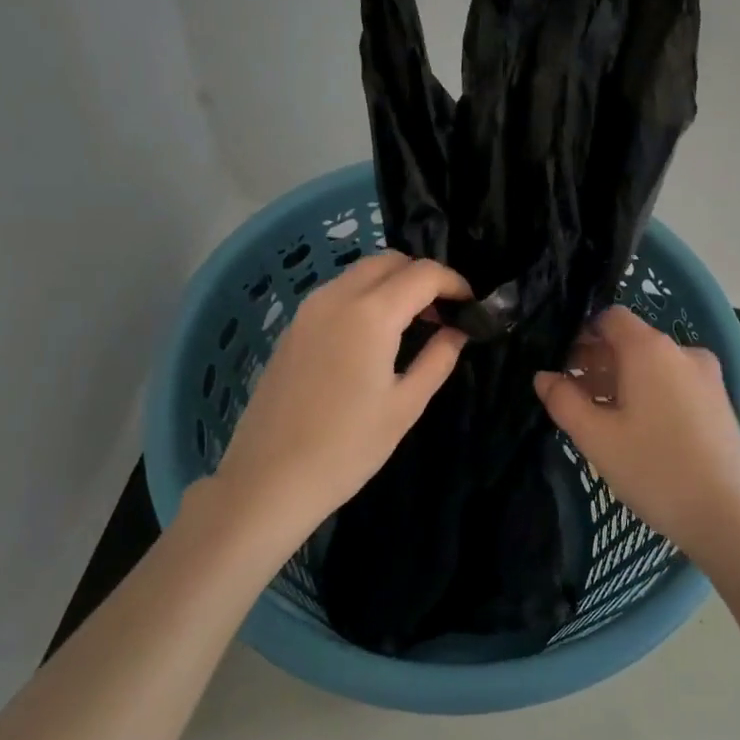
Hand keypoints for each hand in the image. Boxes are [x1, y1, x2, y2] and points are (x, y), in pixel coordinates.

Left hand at [202, 252, 470, 552]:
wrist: (269, 478)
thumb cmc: (347, 448)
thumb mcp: (405, 406)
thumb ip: (437, 359)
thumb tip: (457, 332)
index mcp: (371, 314)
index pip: (423, 274)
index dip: (454, 282)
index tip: (471, 305)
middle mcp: (337, 297)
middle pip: (389, 261)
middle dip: (422, 276)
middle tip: (442, 312)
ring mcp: (308, 310)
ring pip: (360, 272)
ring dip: (392, 283)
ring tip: (412, 323)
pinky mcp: (292, 327)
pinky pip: (337, 292)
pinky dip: (365, 296)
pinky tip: (374, 336)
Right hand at [533, 306, 739, 567]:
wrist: (729, 517)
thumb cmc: (655, 470)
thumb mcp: (597, 438)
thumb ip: (564, 401)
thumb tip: (543, 377)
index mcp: (650, 349)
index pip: (610, 317)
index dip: (581, 334)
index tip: (560, 363)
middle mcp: (682, 352)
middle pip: (631, 340)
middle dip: (598, 360)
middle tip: (570, 393)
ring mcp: (706, 377)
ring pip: (653, 364)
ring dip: (621, 379)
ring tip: (598, 415)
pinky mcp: (719, 402)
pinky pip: (673, 382)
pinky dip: (648, 392)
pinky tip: (634, 428)